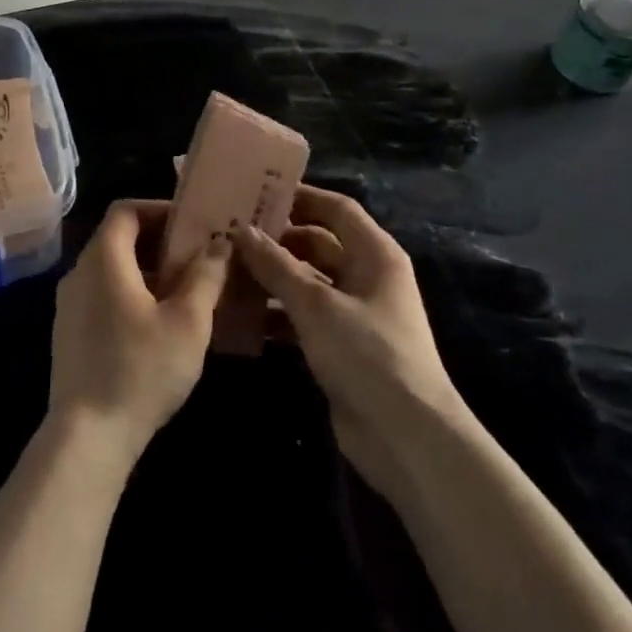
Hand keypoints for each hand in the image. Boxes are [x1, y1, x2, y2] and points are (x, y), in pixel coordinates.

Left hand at [47, 199, 228, 470]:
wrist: (87, 437)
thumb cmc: (141, 370)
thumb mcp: (187, 322)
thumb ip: (205, 276)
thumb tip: (220, 243)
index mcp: (103, 260)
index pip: (124, 210)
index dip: (159, 209)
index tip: (192, 224)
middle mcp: (79, 273)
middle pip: (118, 238)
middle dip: (159, 242)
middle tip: (198, 257)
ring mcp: (69, 305)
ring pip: (111, 269)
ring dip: (147, 270)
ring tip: (186, 290)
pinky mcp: (69, 334)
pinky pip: (102, 295)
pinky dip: (130, 294)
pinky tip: (158, 324)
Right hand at [235, 187, 462, 501]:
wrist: (407, 438)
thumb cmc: (368, 355)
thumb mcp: (317, 305)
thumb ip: (277, 266)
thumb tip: (242, 231)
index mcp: (375, 255)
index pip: (336, 209)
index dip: (300, 197)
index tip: (257, 193)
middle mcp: (367, 277)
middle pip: (318, 244)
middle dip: (277, 240)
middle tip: (229, 235)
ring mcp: (354, 313)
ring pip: (306, 282)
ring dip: (271, 279)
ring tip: (225, 273)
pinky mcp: (341, 346)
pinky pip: (303, 317)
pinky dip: (277, 315)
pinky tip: (241, 317)